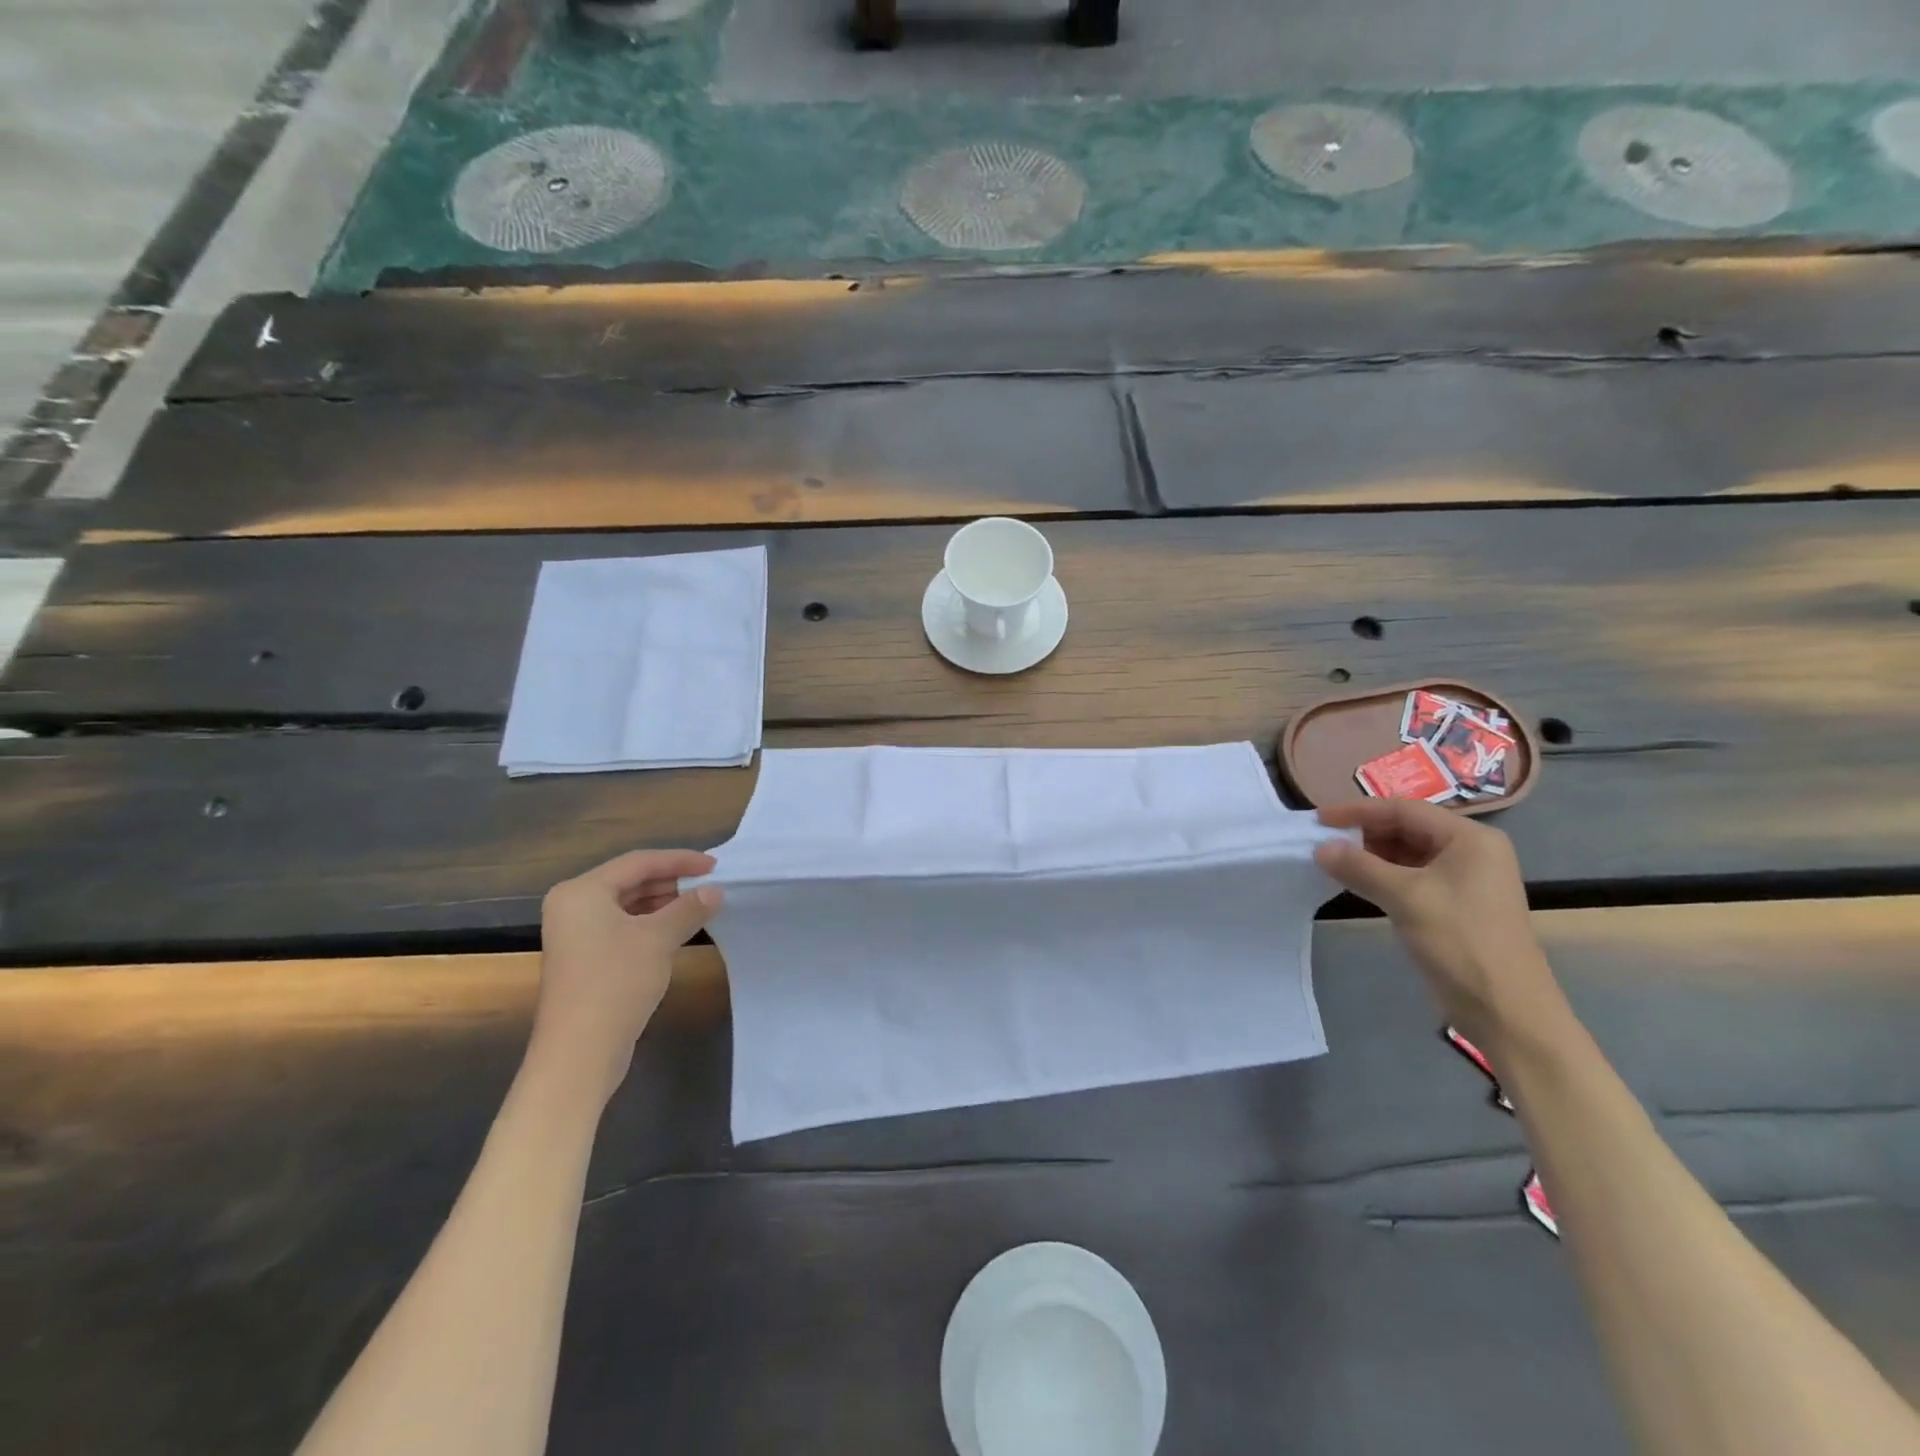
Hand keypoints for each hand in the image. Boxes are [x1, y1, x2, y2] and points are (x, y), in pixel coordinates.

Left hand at [529, 850, 721, 1105]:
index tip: (715, 865)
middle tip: (710, 884)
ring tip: (701, 905)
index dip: (680, 860)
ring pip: (628, 905)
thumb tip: (715, 891)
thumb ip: (689, 909)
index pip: (638, 862)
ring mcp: (575, 934)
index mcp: (582, 891)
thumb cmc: (616, 983)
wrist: (579, 1052)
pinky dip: (651, 923)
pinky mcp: (584, 957)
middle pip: (631, 881)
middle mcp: (573, 906)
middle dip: (672, 881)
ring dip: (664, 903)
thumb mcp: (659, 939)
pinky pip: (622, 926)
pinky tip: (679, 929)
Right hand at [1314, 800, 1570, 1050]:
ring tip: (1331, 861)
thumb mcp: (1405, 898)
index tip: (1318, 820)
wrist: (1505, 1009)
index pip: (1404, 810)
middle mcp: (1470, 851)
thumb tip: (1320, 847)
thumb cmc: (1460, 941)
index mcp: (1470, 839)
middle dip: (1363, 833)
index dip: (1358, 811)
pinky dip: (1381, 876)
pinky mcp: (1453, 904)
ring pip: (1406, 853)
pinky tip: (1355, 882)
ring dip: (1369, 856)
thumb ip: (1359, 867)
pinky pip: (1410, 876)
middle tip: (1321, 841)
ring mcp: (1463, 879)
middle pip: (1406, 828)